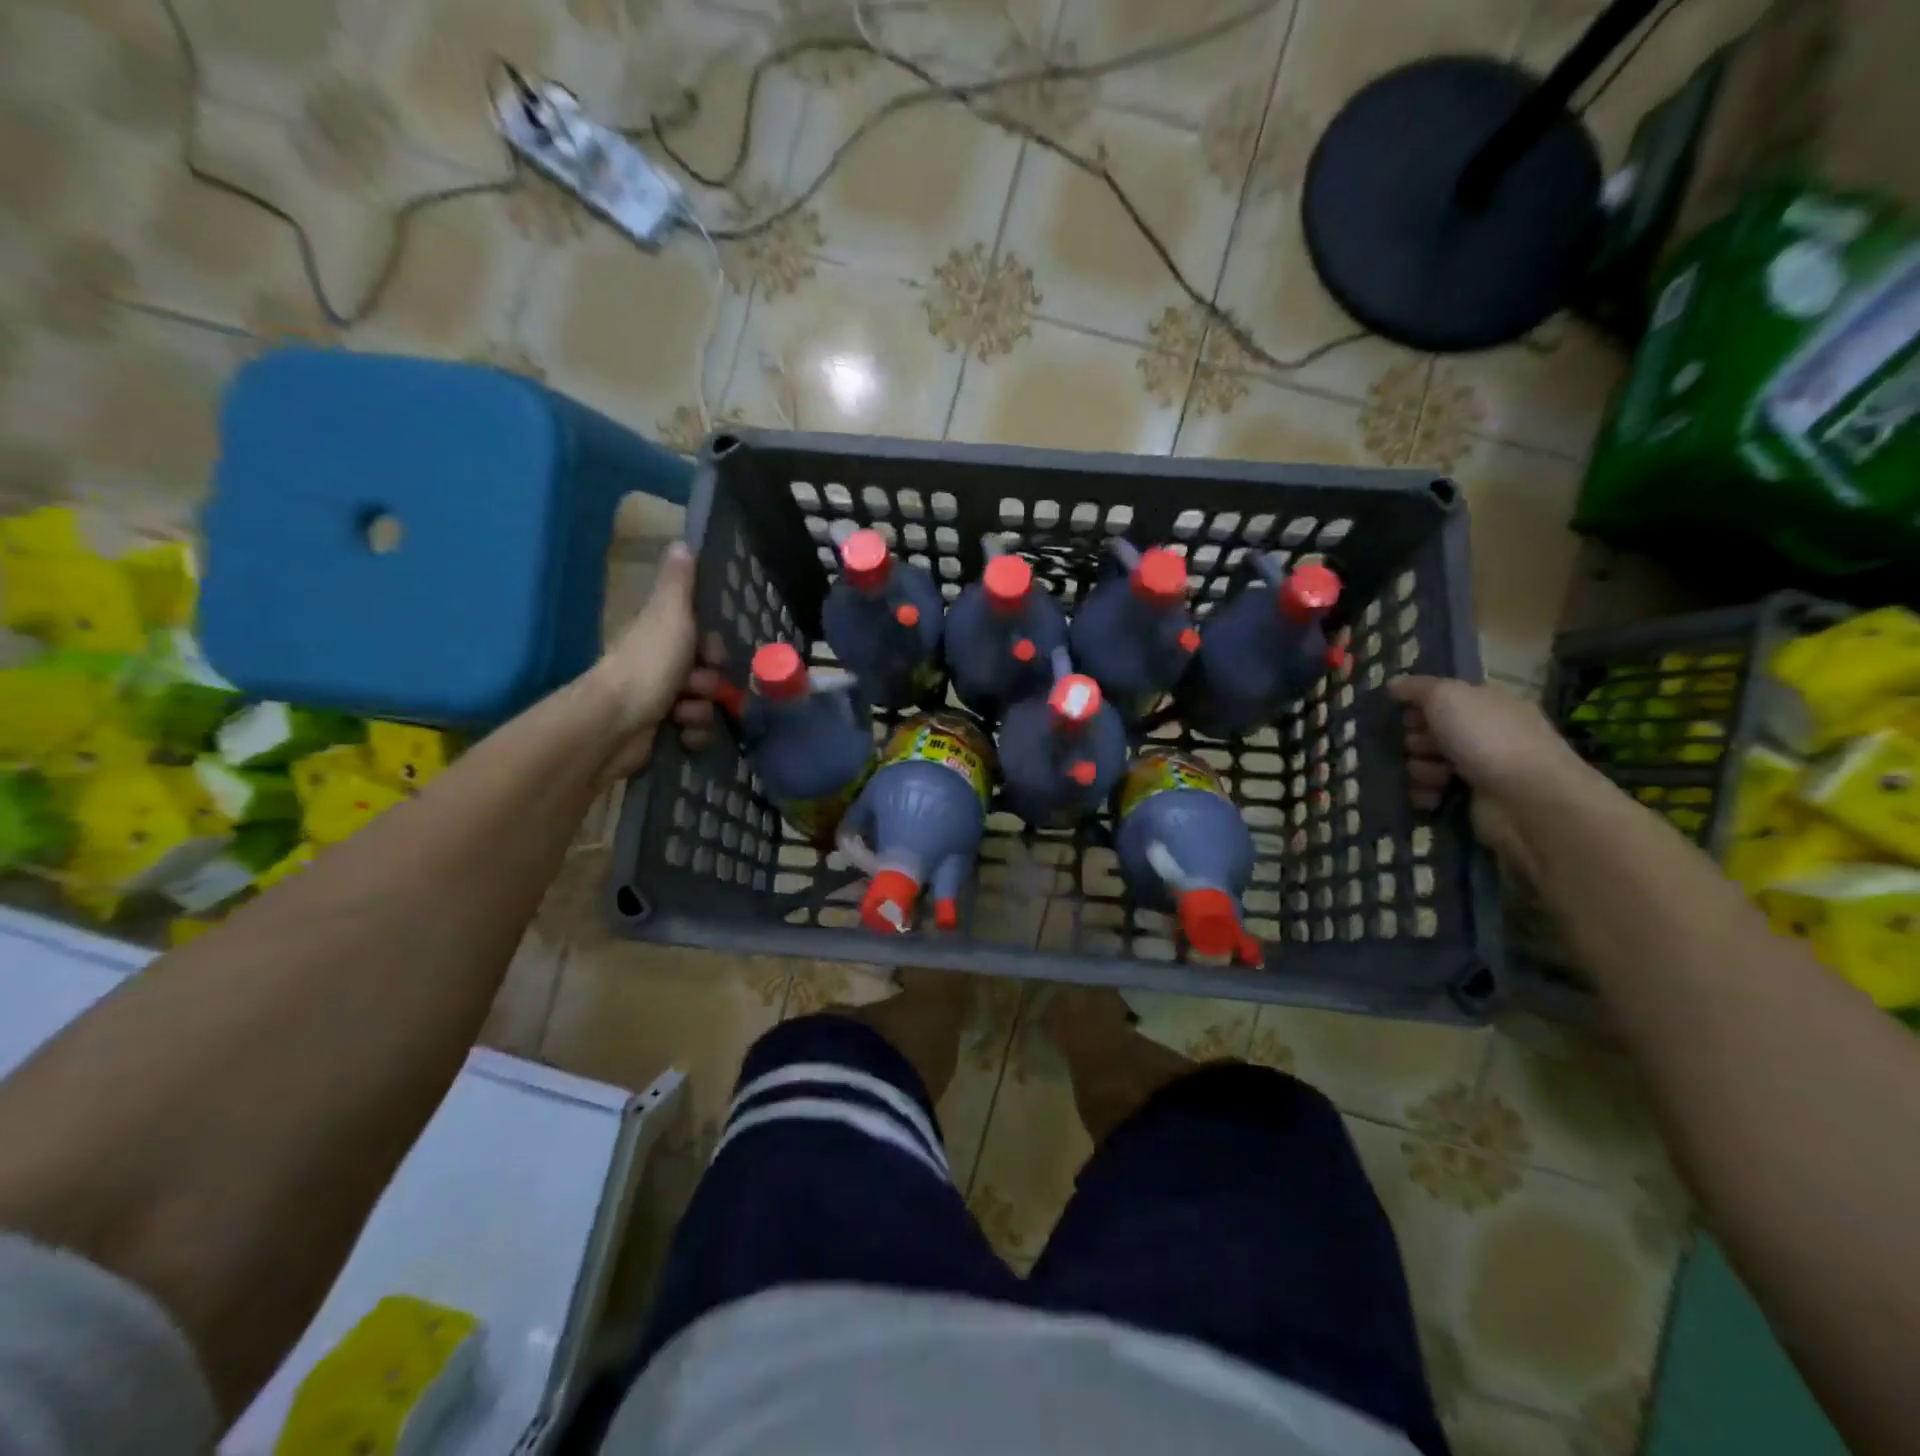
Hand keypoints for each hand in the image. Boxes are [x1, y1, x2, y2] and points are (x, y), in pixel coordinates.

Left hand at [587, 543, 731, 777]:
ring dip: (702, 711)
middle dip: (711, 684)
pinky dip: (694, 734)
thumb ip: (679, 583)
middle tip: (699, 686)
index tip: (714, 654)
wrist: (616, 722)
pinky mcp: (660, 731)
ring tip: (684, 714)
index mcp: (662, 636)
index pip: (704, 640)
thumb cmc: (648, 663)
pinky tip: (683, 734)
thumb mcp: (669, 614)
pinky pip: (695, 732)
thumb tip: (682, 540)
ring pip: (704, 704)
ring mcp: (660, 700)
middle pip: (708, 674)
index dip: (716, 649)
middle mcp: (661, 666)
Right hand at [1389, 674, 1585, 868]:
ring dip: (1420, 770)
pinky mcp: (1473, 801)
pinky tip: (1431, 796)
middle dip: (1416, 740)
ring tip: (1433, 776)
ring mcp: (1481, 769)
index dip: (1420, 705)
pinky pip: (1432, 793)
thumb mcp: (1447, 696)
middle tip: (1420, 746)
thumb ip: (1417, 688)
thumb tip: (1392, 683)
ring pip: (1427, 764)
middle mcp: (1486, 733)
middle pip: (1431, 732)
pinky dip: (1426, 795)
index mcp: (1487, 704)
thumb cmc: (1487, 738)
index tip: (1405, 715)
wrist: (1527, 799)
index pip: (1444, 699)